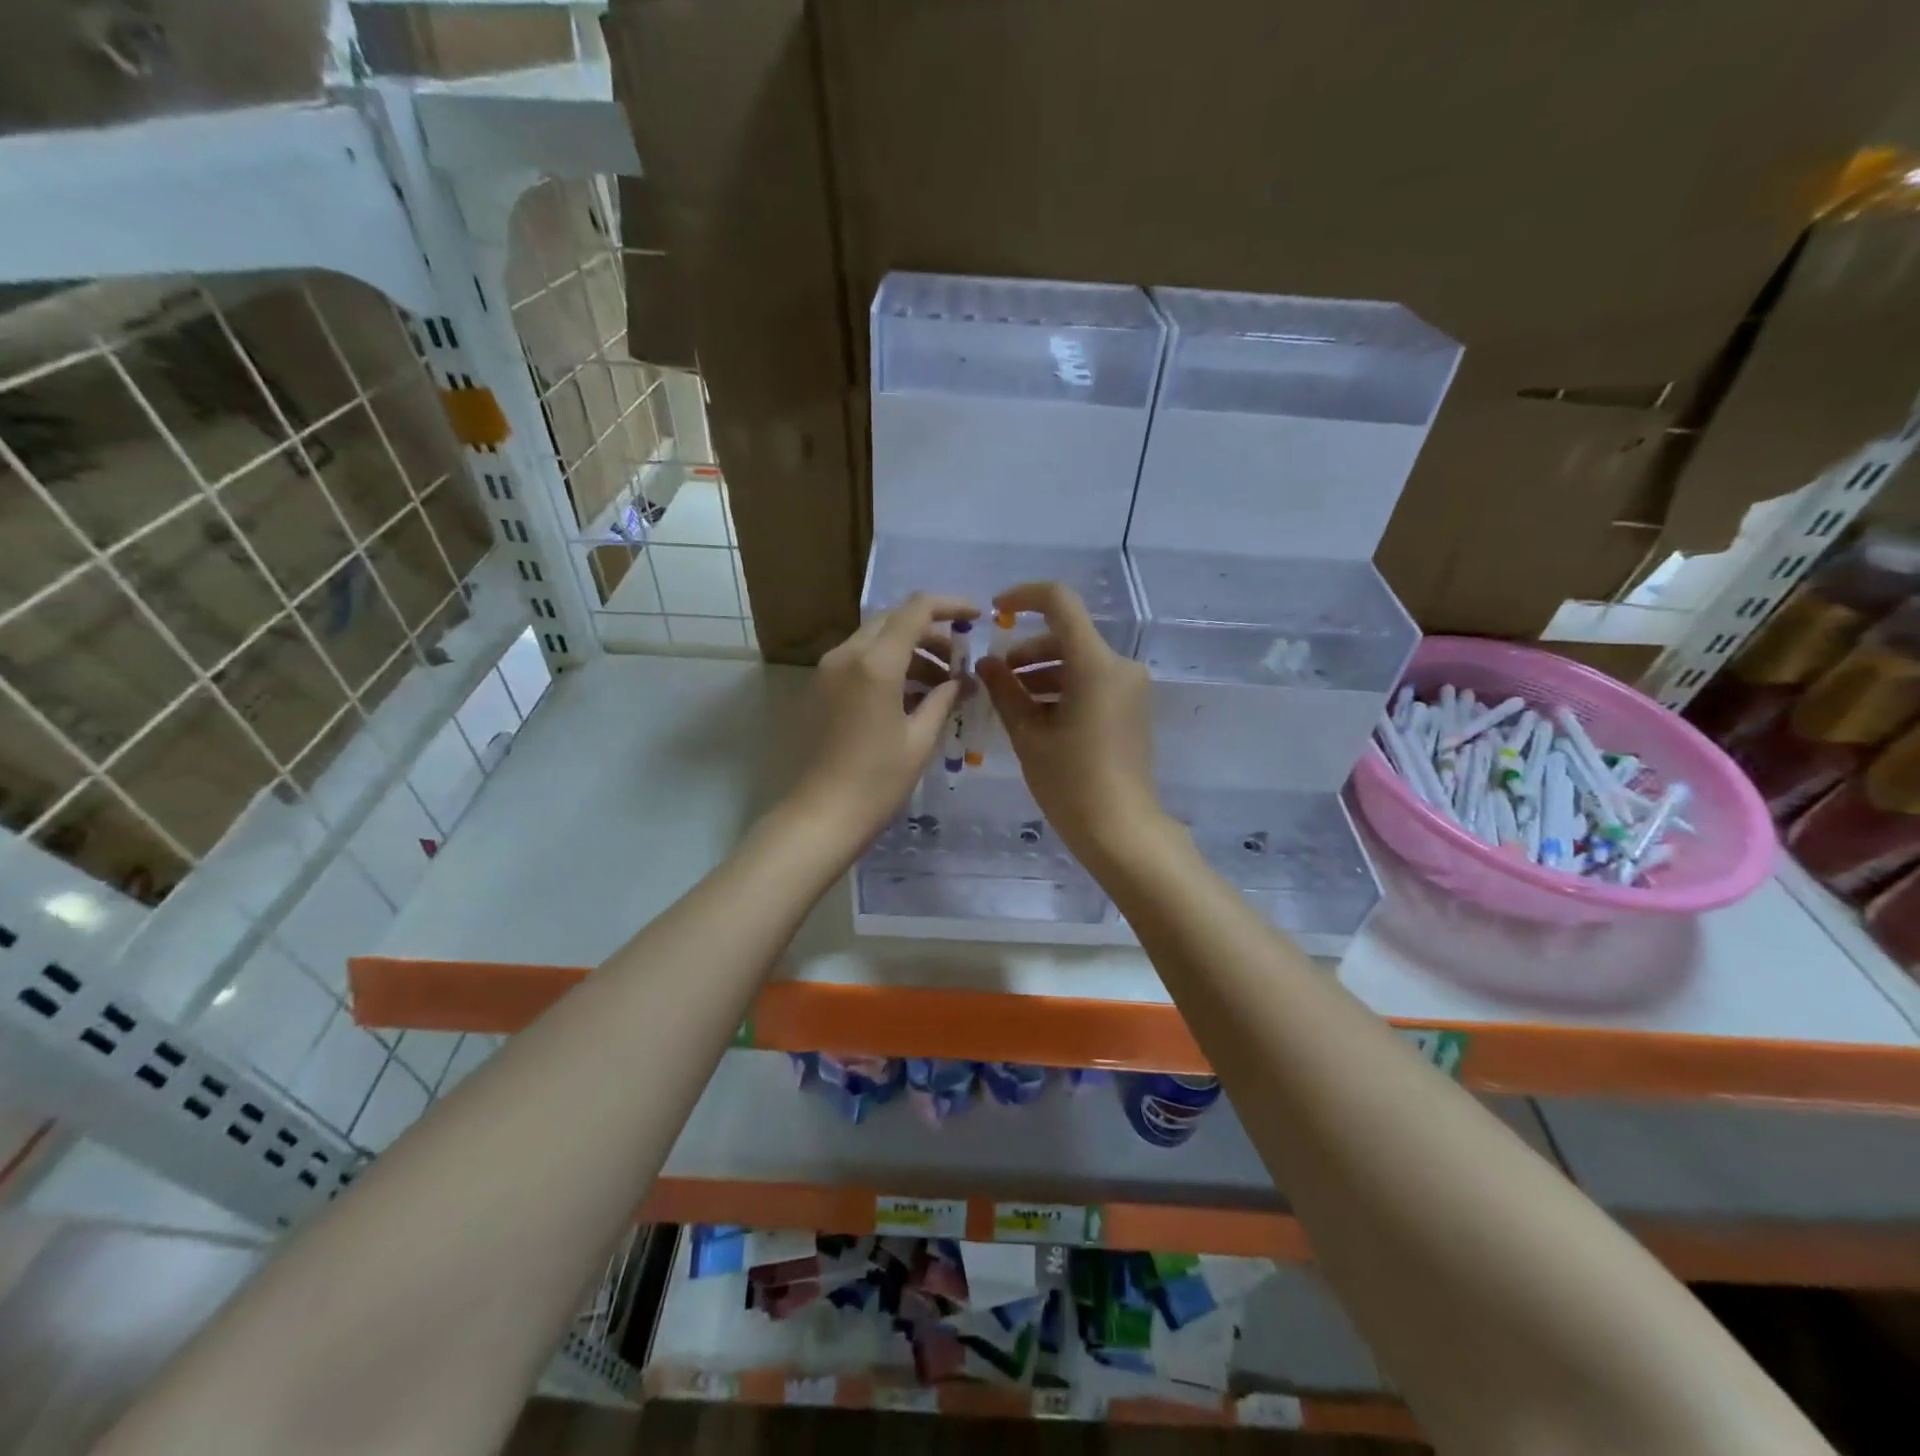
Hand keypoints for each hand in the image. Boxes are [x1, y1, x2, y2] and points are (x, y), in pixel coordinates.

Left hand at [790, 593, 976, 844]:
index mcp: (875, 663)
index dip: (950, 605)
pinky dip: (886, 665)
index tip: (976, 616)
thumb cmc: (877, 781)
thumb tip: (961, 681)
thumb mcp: (920, 739)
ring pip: (874, 639)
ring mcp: (827, 670)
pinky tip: (909, 696)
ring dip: (909, 650)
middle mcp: (846, 655)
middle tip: (958, 657)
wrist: (822, 815)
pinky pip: (858, 660)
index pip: (916, 610)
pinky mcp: (819, 688)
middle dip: (930, 631)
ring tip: (940, 683)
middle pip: (893, 620)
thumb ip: (943, 699)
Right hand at [976, 581, 1165, 866]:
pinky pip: (1092, 682)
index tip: (995, 612)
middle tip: (996, 679)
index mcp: (1096, 664)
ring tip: (1011, 702)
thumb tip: (987, 663)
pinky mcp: (1132, 707)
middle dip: (1027, 651)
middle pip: (1067, 636)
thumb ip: (1004, 690)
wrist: (1121, 830)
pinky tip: (1037, 716)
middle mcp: (1120, 666)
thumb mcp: (1028, 735)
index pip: (1060, 602)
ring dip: (1042, 672)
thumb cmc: (1070, 782)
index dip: (1024, 597)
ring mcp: (1131, 687)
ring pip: (1078, 661)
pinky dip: (1063, 688)